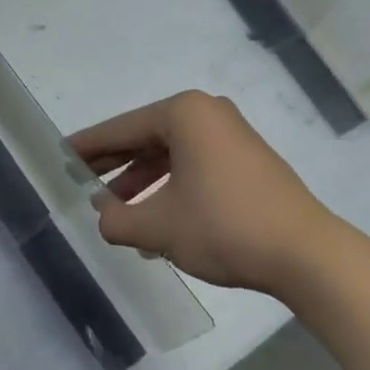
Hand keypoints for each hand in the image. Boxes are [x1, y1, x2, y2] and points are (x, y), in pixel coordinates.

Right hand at [71, 91, 332, 292]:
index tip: (62, 155)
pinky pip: (196, 166)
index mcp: (184, 114)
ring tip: (117, 212)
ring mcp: (232, 136)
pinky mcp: (249, 161)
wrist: (307, 255)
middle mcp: (208, 114)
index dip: (89, 146)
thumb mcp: (159, 227)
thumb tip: (102, 215)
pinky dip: (172, 187)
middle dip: (116, 165)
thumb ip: (118, 220)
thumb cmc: (224, 227)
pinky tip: (156, 220)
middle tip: (82, 181)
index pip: (123, 128)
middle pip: (147, 138)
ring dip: (143, 182)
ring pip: (172, 155)